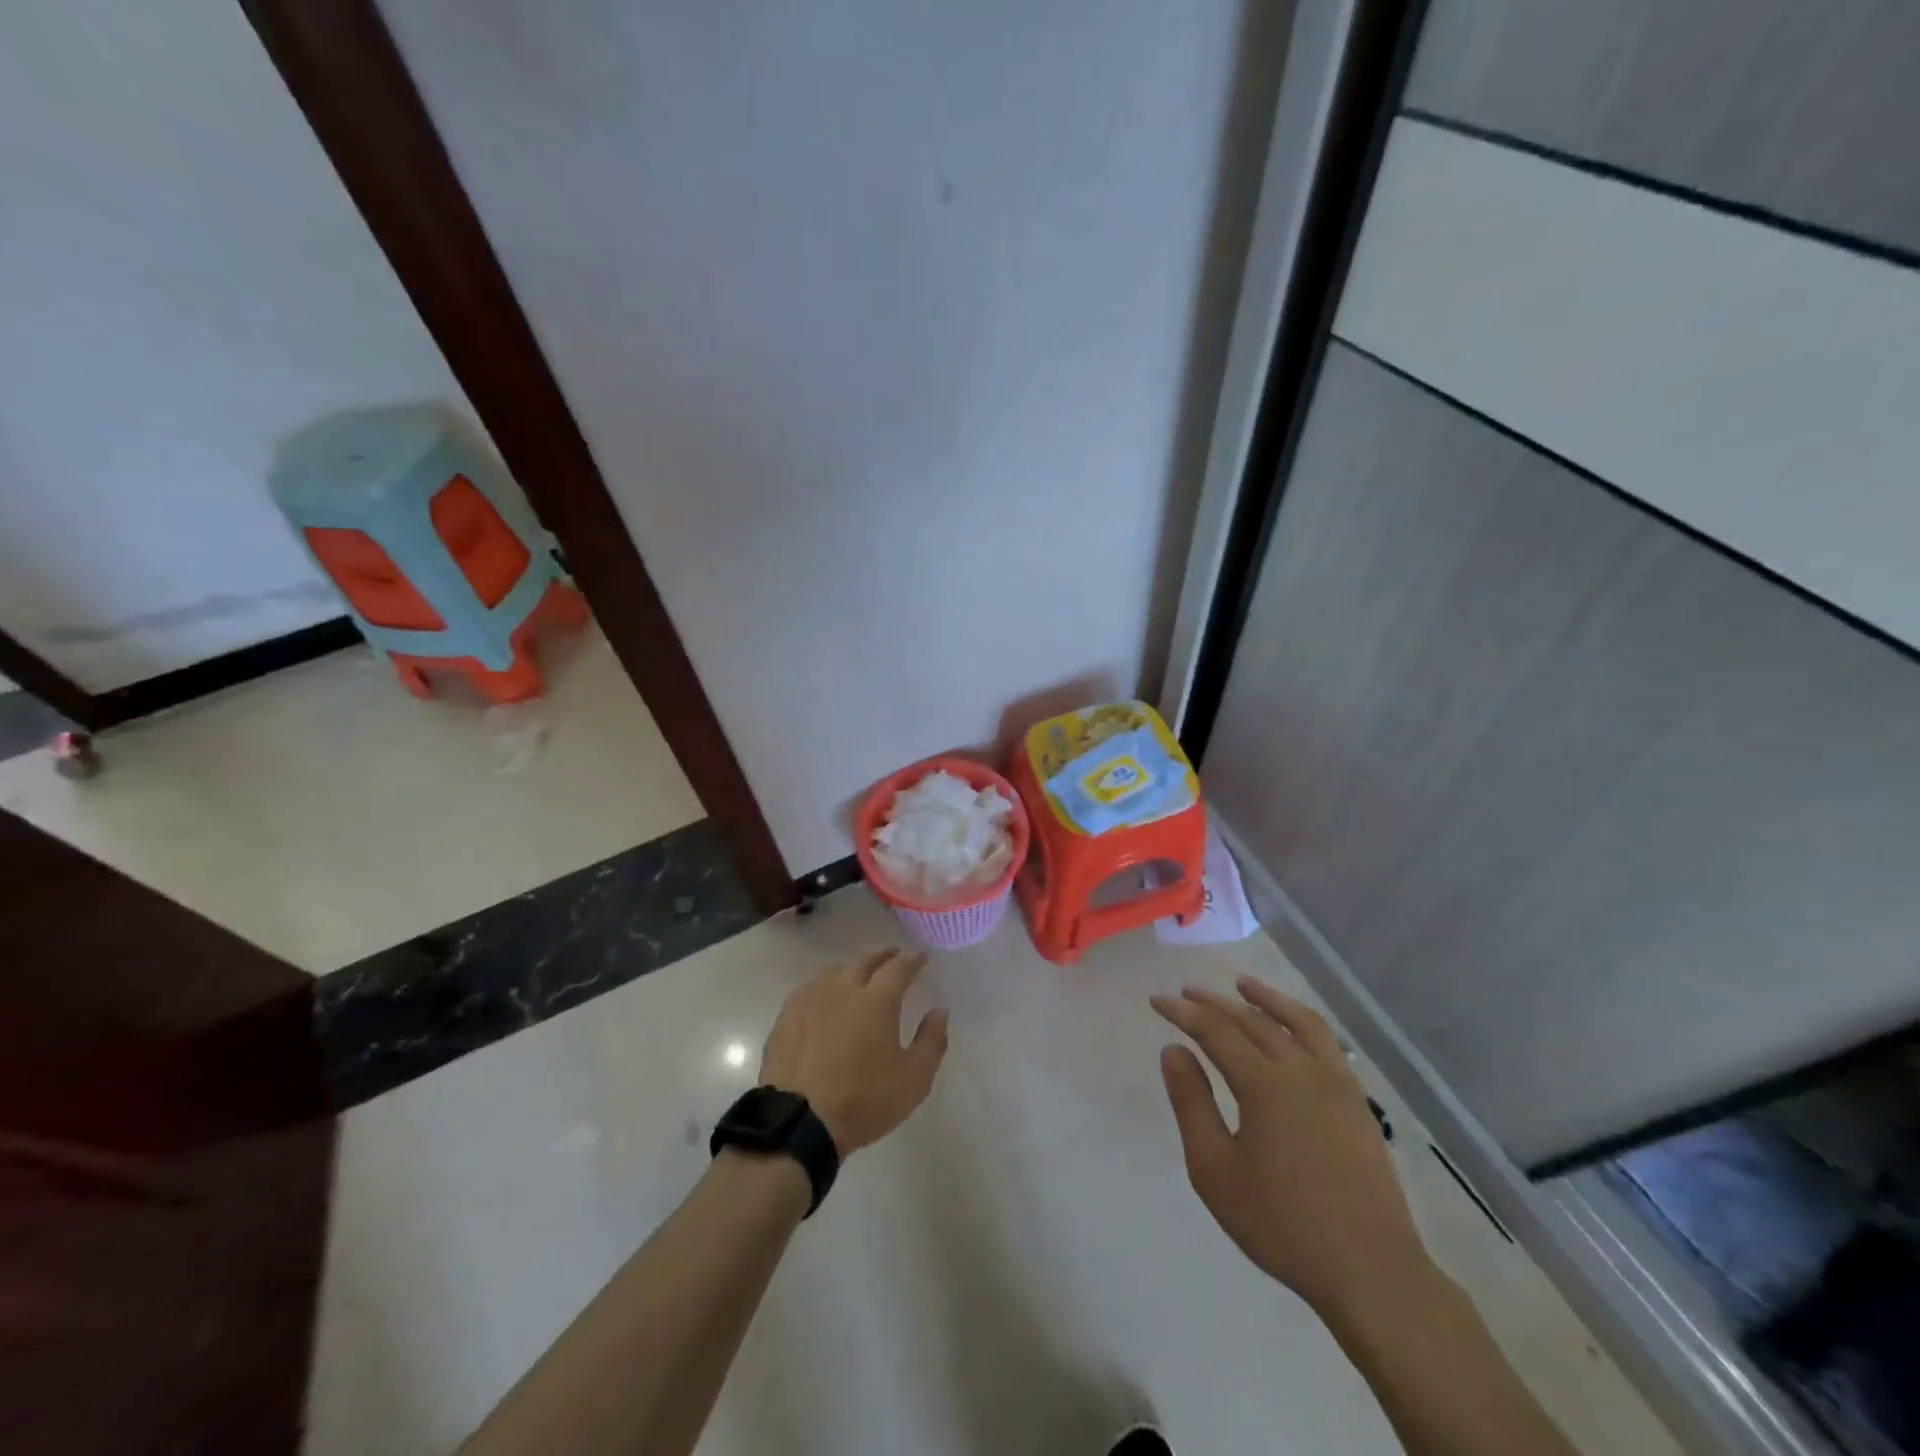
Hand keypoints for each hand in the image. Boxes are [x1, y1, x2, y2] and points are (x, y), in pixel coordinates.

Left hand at [760, 947, 948, 1155]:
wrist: (799, 1122)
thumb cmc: (863, 1101)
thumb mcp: (913, 1080)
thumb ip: (931, 1041)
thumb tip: (940, 1011)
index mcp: (877, 1001)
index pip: (898, 968)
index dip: (912, 960)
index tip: (920, 956)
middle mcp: (843, 989)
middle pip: (865, 961)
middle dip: (883, 955)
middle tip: (893, 955)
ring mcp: (811, 1000)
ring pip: (834, 971)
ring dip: (852, 967)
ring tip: (859, 973)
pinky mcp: (786, 1016)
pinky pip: (809, 988)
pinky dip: (824, 984)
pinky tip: (823, 995)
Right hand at [1152, 977, 1430, 1320]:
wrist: (1370, 1271)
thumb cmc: (1281, 1224)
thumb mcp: (1215, 1170)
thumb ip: (1192, 1103)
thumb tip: (1174, 1051)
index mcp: (1264, 1084)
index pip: (1215, 1030)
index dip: (1183, 1012)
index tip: (1157, 1000)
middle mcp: (1301, 1070)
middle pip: (1251, 1020)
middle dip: (1214, 1002)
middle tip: (1187, 992)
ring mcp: (1336, 1083)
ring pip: (1296, 1022)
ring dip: (1265, 999)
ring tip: (1242, 985)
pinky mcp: (1357, 1101)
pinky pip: (1326, 1043)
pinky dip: (1301, 1021)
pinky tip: (1292, 1027)